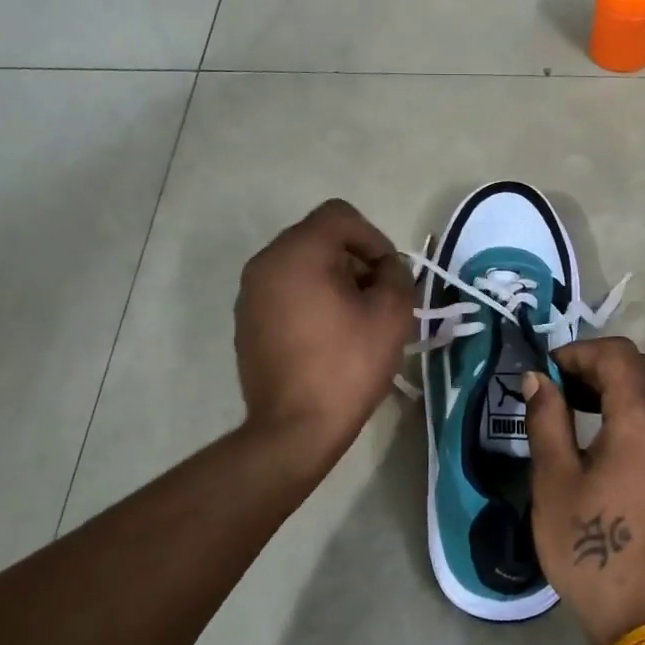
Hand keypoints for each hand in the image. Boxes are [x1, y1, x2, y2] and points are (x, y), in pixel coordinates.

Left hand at [234, 199, 416, 470]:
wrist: (294, 428)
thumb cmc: (347, 365)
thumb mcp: (392, 314)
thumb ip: (397, 275)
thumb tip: (386, 268)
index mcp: (298, 252)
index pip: (340, 216)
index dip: (373, 238)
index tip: (388, 275)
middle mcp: (266, 262)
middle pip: (319, 237)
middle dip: (354, 259)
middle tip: (377, 297)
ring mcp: (250, 293)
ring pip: (301, 265)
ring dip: (333, 279)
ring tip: (354, 319)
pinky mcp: (247, 321)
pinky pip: (284, 291)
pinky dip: (309, 299)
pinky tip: (327, 336)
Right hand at [522, 337, 644, 644]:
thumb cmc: (591, 549)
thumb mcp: (554, 481)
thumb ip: (546, 418)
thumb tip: (537, 378)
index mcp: (644, 420)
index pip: (617, 355)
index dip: (578, 352)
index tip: (547, 372)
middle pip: (642, 367)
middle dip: (599, 365)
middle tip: (561, 388)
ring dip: (621, 387)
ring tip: (582, 410)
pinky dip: (640, 411)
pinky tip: (612, 441)